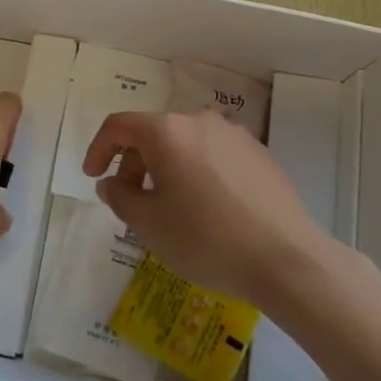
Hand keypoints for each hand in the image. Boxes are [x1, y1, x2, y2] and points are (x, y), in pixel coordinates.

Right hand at [82, 110, 334, 306]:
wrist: (287, 259)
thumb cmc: (206, 239)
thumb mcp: (149, 224)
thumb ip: (120, 197)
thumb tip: (111, 183)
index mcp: (167, 131)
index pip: (119, 125)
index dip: (98, 149)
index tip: (94, 177)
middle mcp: (200, 121)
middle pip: (154, 133)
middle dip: (134, 163)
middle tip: (131, 200)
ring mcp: (235, 135)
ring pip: (186, 144)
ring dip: (167, 168)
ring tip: (170, 207)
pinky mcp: (260, 154)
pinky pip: (215, 155)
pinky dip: (198, 173)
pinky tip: (208, 209)